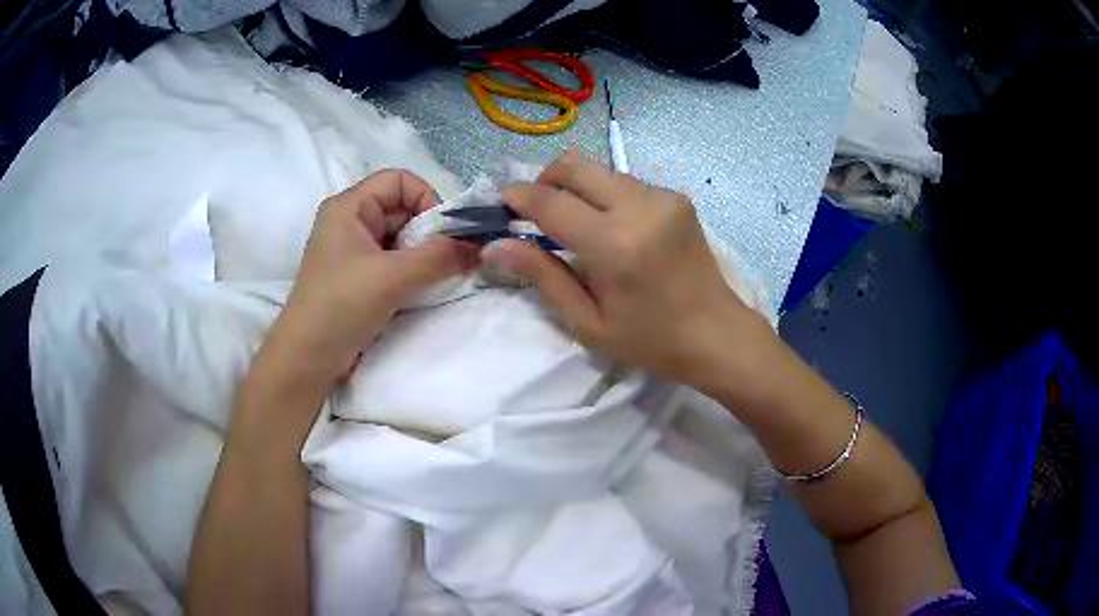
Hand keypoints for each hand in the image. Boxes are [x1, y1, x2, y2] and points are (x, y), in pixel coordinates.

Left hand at [260, 169, 475, 390]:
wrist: (307, 358)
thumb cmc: (341, 306)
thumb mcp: (392, 277)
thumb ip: (439, 257)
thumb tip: (478, 246)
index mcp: (349, 206)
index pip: (399, 181)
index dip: (426, 198)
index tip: (444, 233)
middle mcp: (350, 221)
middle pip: (401, 208)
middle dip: (428, 231)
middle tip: (447, 260)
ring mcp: (353, 250)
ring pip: (400, 237)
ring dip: (423, 254)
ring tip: (436, 277)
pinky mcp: (358, 276)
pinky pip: (393, 260)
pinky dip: (412, 270)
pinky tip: (421, 289)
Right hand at [482, 151, 765, 390]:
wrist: (716, 334)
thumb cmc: (650, 340)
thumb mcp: (588, 321)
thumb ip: (542, 276)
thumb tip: (497, 245)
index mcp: (614, 244)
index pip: (551, 202)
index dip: (519, 197)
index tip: (503, 203)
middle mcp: (639, 207)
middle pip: (576, 166)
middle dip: (546, 180)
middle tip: (536, 210)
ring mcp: (663, 198)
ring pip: (601, 171)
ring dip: (578, 188)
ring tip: (576, 224)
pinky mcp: (677, 198)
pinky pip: (627, 183)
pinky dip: (607, 196)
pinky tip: (613, 228)